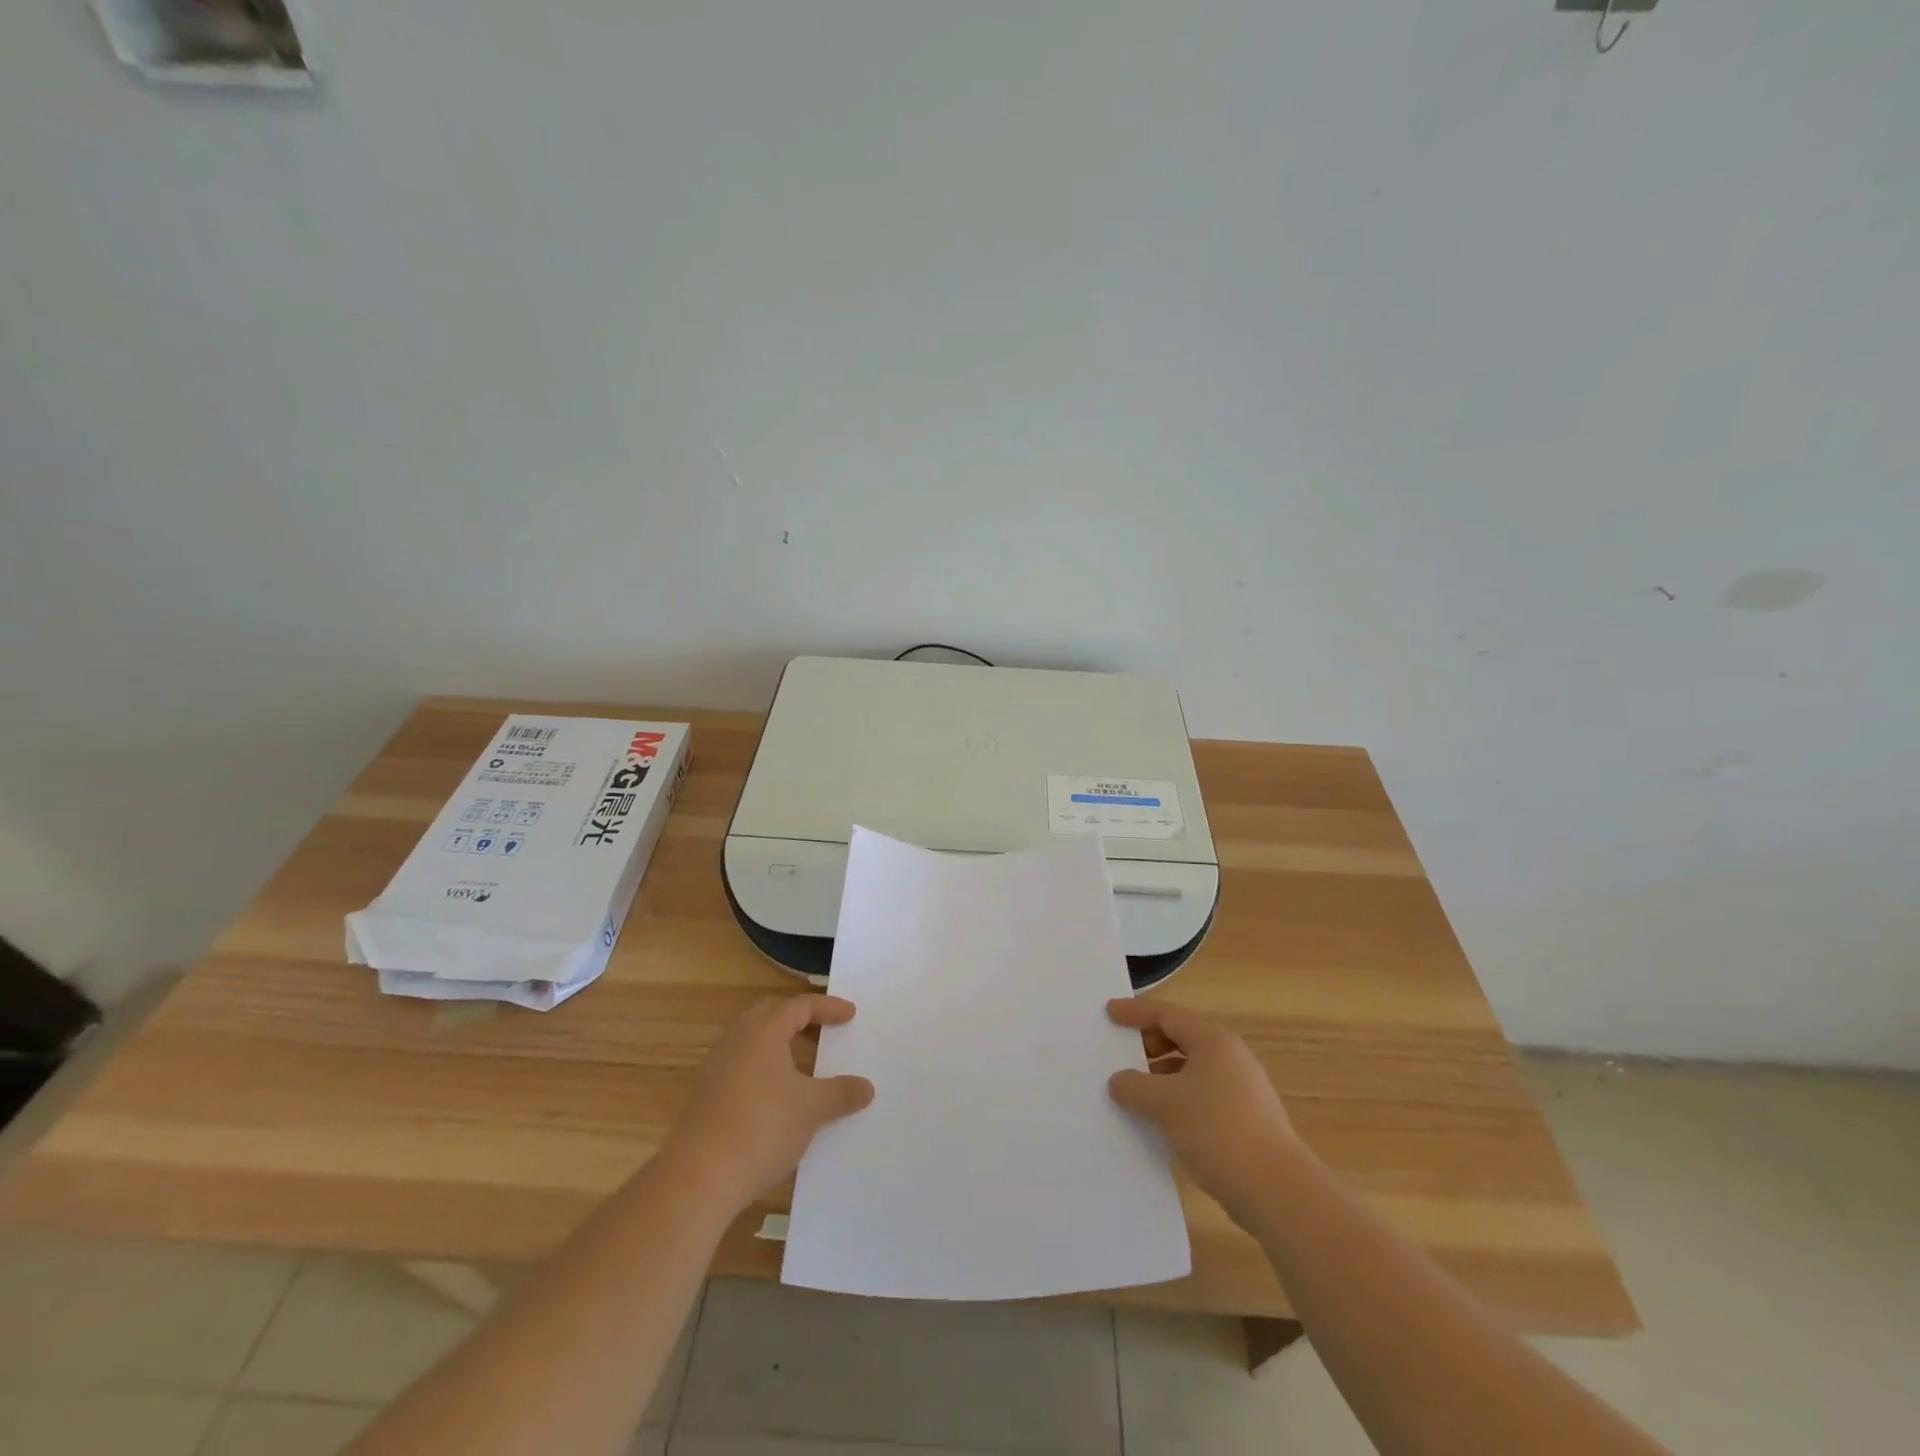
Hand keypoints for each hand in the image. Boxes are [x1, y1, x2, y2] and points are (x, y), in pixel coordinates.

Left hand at [662, 995, 874, 1211]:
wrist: (699, 1177)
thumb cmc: (762, 1127)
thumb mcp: (812, 1109)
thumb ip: (841, 1093)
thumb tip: (866, 1087)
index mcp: (763, 1030)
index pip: (800, 1006)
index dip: (828, 1008)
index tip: (850, 1014)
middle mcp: (736, 1039)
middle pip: (771, 1014)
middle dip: (800, 1019)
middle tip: (824, 1030)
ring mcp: (716, 1066)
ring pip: (753, 1040)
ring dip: (780, 1044)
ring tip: (804, 1062)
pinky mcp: (705, 1095)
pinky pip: (741, 1065)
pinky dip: (764, 1068)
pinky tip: (778, 1094)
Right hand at [1107, 998, 1299, 1221]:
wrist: (1277, 1192)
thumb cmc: (1217, 1131)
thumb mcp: (1164, 1104)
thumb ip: (1133, 1087)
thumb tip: (1119, 1082)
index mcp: (1214, 1042)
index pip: (1167, 1015)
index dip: (1135, 1013)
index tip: (1109, 1012)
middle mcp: (1231, 1059)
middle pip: (1181, 1040)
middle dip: (1148, 1046)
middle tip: (1120, 1057)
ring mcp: (1242, 1092)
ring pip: (1191, 1073)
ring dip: (1161, 1079)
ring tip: (1134, 1096)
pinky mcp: (1246, 1123)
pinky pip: (1201, 1100)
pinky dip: (1177, 1103)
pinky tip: (1161, 1125)